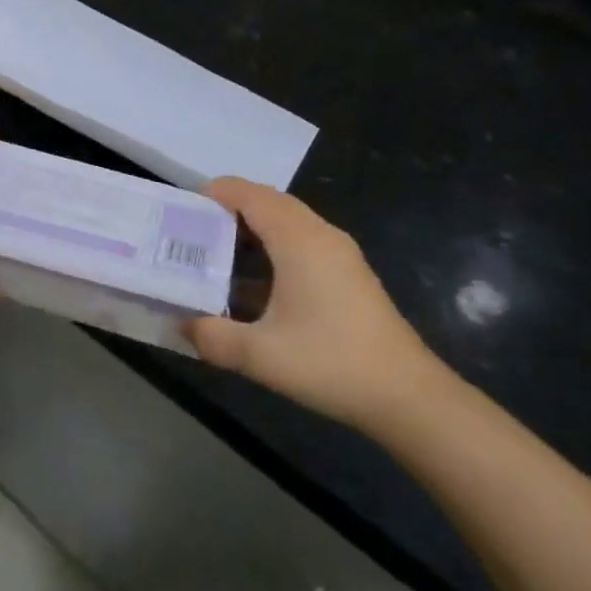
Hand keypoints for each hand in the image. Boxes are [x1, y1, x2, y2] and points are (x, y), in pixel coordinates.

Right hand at [187, 179, 448, 430]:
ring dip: (252, 228)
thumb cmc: (331, 363)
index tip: (184, 211)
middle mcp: (319, 234)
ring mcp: (339, 252)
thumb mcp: (260, 355)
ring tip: (218, 253)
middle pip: (268, 202)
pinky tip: (256, 283)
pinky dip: (273, 245)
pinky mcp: (349, 273)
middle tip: (194, 232)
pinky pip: (302, 240)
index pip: (249, 194)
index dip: (215, 194)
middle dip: (229, 209)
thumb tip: (182, 324)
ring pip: (287, 221)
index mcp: (297, 239)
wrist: (408, 397)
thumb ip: (213, 337)